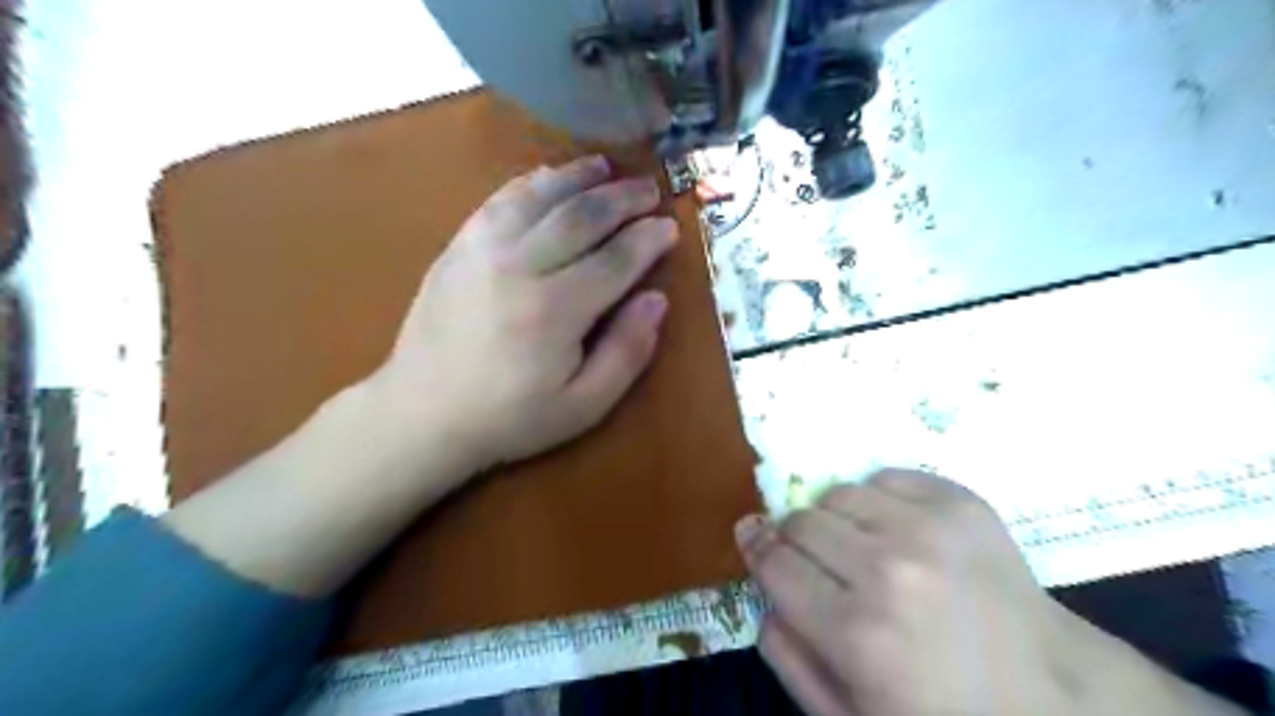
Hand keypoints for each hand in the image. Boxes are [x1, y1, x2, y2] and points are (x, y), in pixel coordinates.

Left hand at [368, 159, 674, 477]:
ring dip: (579, 177)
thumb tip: (656, 299)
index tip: (670, 227)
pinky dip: (531, 183)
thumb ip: (627, 352)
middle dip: (622, 198)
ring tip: (607, 168)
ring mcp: (482, 250)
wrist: (422, 414)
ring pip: (540, 196)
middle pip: (582, 217)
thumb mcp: (583, 405)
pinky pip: (500, 200)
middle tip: (649, 189)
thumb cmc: (510, 417)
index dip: (648, 239)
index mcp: (555, 311)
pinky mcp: (458, 247)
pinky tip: (550, 177)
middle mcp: (520, 267)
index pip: (616, 259)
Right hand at [739, 470, 1246, 715]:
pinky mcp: (962, 503)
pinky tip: (898, 532)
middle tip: (817, 563)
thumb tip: (762, 590)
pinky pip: (885, 477)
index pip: (773, 561)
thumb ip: (787, 657)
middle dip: (794, 540)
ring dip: (836, 519)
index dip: (757, 551)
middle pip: (800, 521)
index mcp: (855, 634)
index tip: (754, 543)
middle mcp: (888, 570)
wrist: (1055, 698)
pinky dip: (878, 500)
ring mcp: (929, 529)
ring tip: (861, 548)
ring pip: (839, 493)